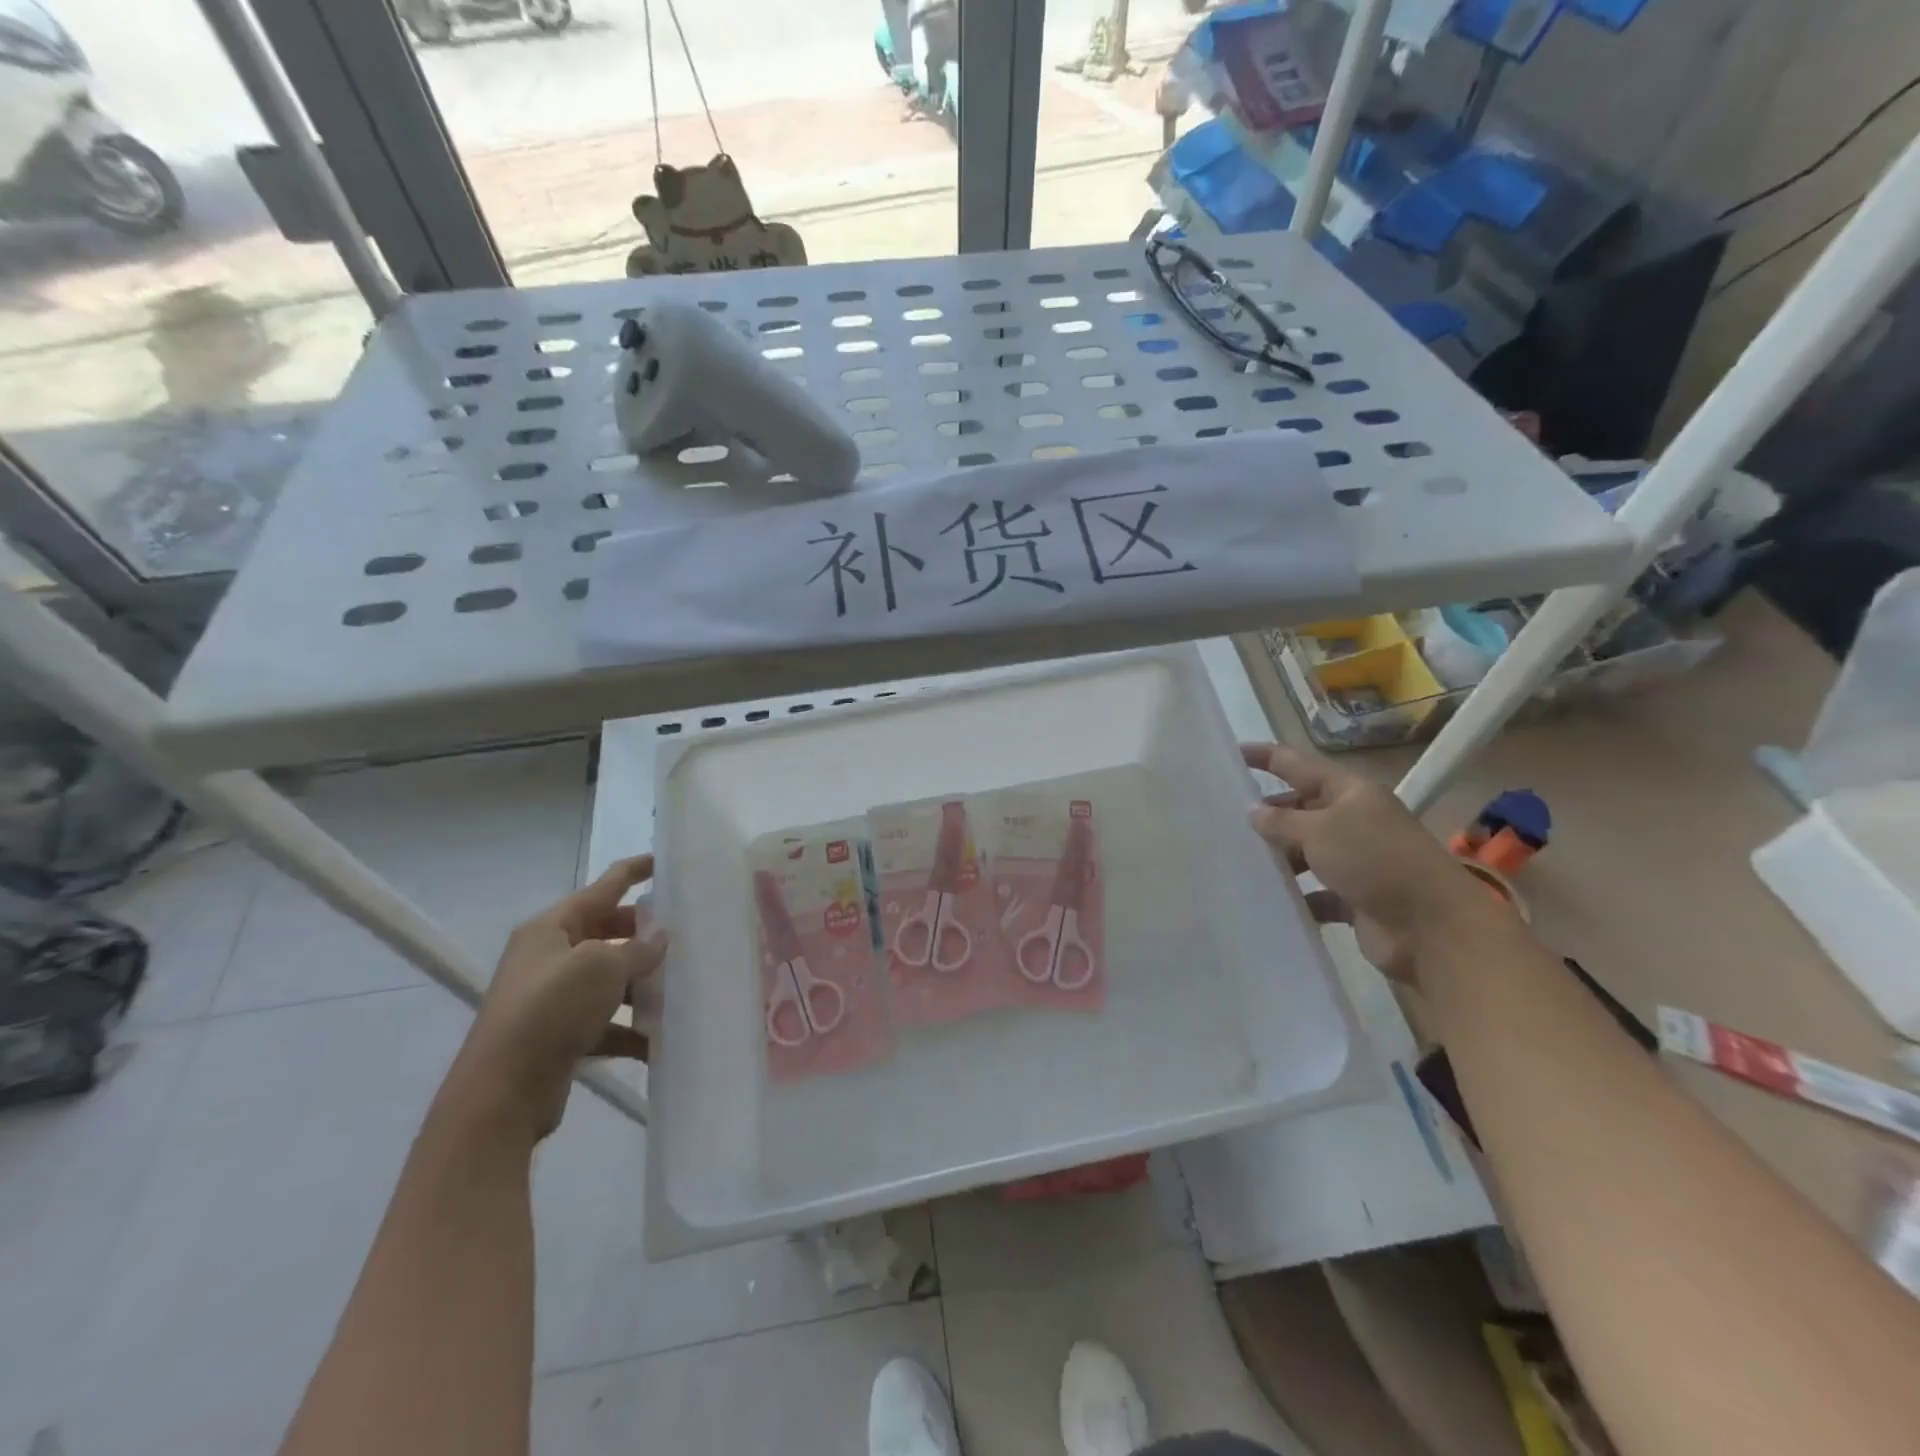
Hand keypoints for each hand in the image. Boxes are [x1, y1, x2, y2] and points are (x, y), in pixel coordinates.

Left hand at [444, 855, 667, 1141]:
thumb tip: (660, 938)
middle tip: (685, 932)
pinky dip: (632, 1028)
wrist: (502, 1092)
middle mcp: (550, 957)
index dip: (635, 871)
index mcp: (551, 927)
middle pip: (607, 932)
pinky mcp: (561, 1035)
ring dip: (643, 983)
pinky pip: (607, 1022)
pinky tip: (662, 1038)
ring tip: (682, 985)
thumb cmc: (551, 1009)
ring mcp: (554, 997)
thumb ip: (638, 948)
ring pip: (610, 979)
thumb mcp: (602, 966)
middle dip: (644, 933)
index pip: (603, 887)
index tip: (667, 861)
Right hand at [1241, 744, 1485, 981]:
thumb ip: (1281, 820)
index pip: (1297, 764)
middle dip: (1266, 813)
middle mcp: (1352, 820)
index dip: (1264, 757)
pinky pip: (1314, 891)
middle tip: (1222, 819)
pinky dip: (1295, 894)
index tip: (1230, 754)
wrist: (1433, 927)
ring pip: (1304, 851)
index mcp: (1349, 792)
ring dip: (1277, 856)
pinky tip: (1266, 899)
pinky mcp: (1354, 896)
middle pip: (1300, 808)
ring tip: (1237, 861)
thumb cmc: (1375, 861)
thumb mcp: (1321, 831)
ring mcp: (1355, 860)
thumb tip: (1253, 811)